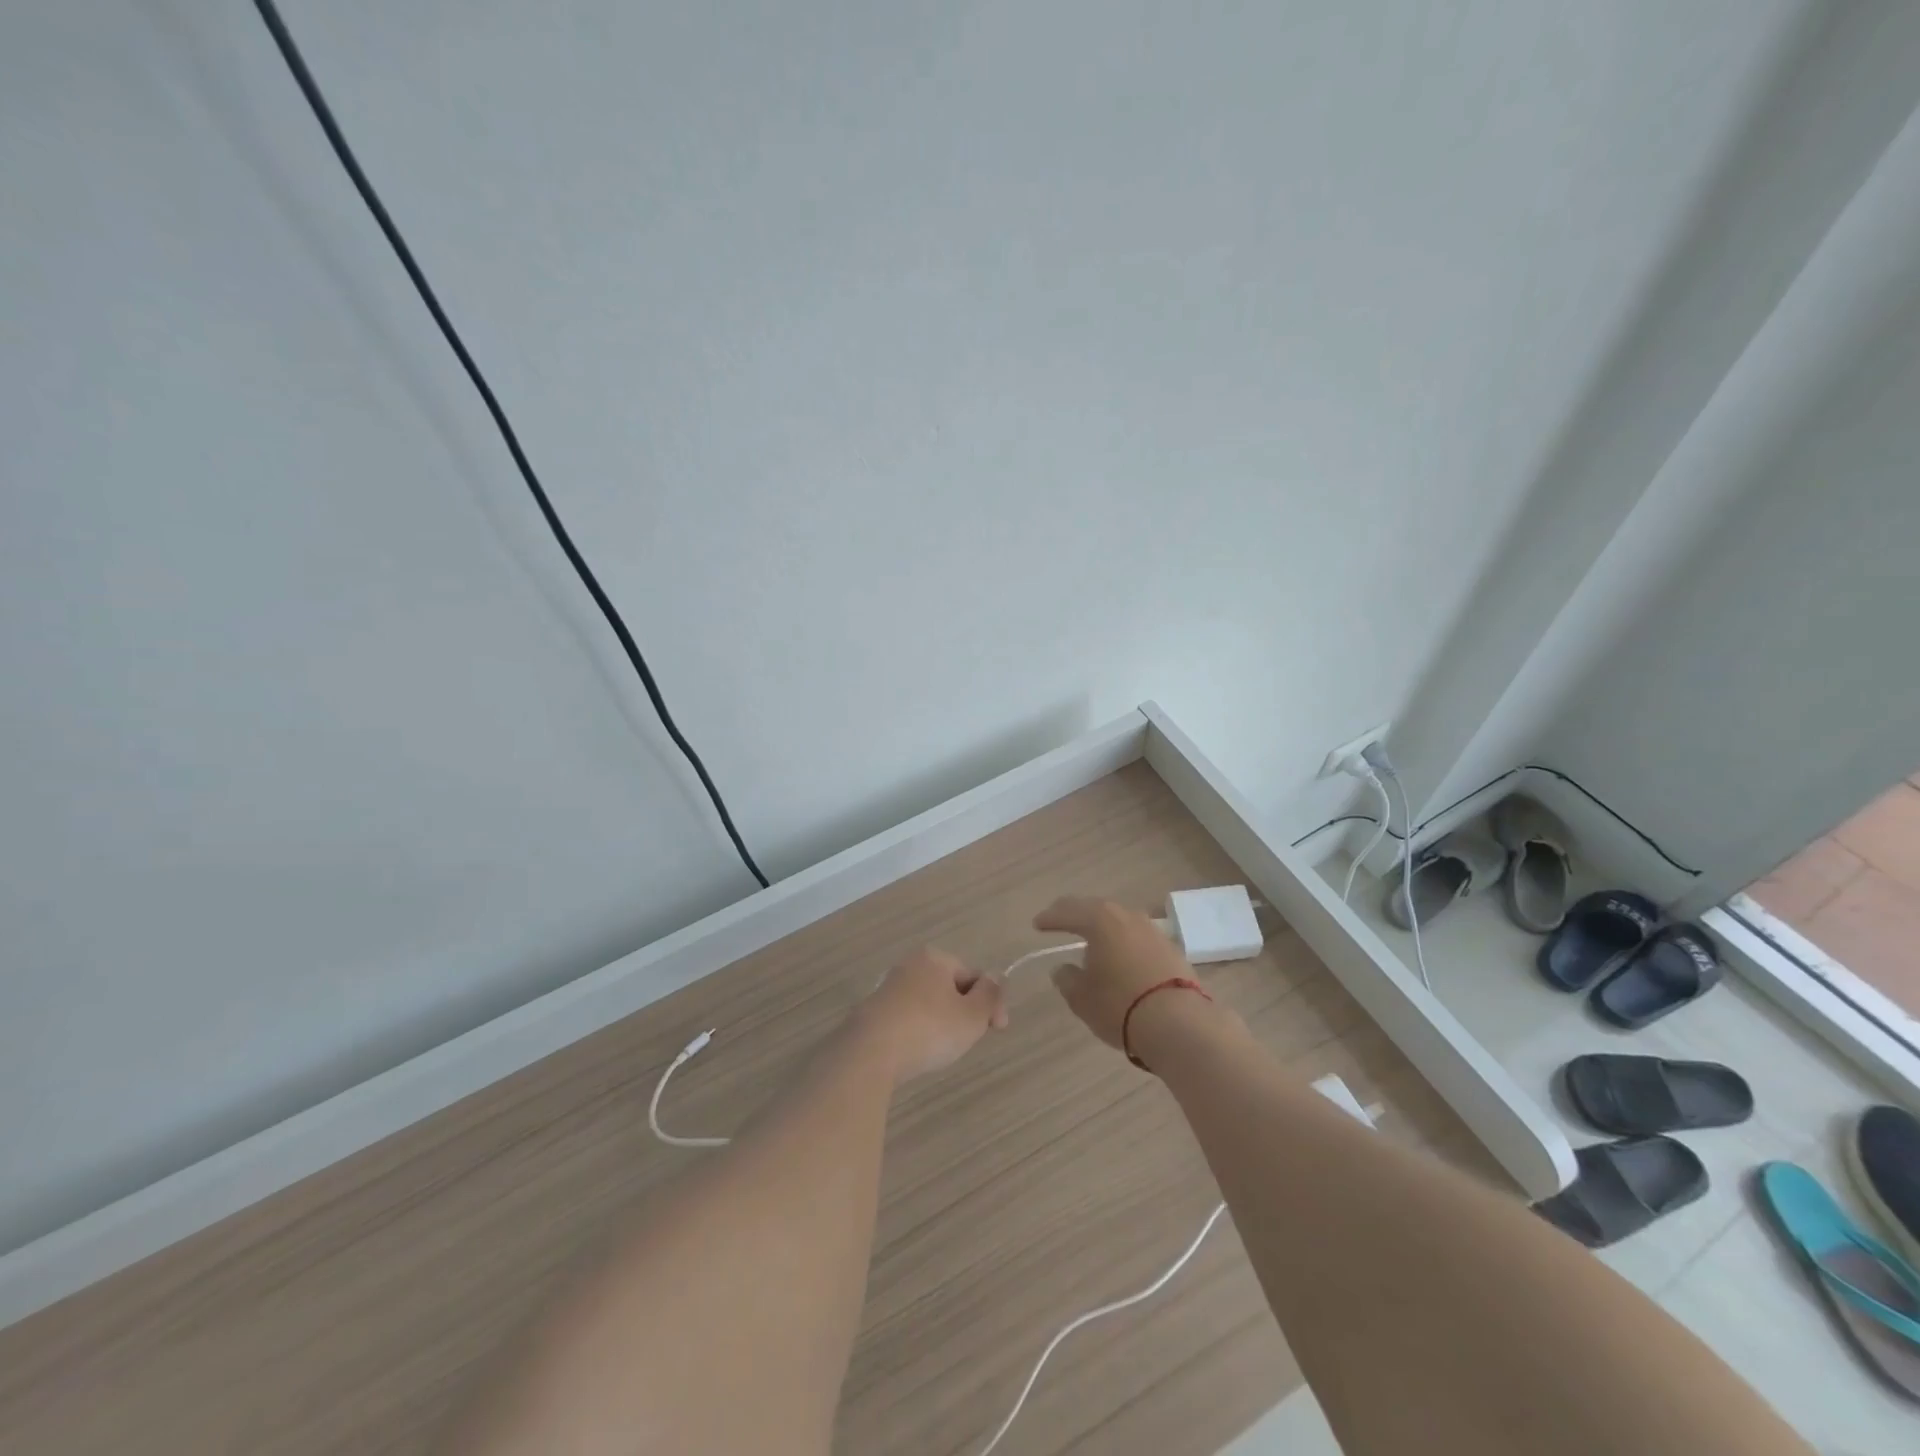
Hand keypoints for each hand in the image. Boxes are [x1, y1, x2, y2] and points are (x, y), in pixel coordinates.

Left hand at [857, 948, 1008, 1082]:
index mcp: (934, 958)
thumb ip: (990, 995)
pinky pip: (908, 1018)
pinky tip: (917, 1052)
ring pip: (929, 1004)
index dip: (990, 1002)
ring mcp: (888, 988)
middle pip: (950, 988)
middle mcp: (909, 965)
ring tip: (942, 1050)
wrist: (870, 1052)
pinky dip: (918, 1032)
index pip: (973, 976)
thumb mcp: (972, 1015)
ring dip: (941, 1023)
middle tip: (969, 1040)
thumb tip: (996, 977)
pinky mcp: (873, 1012)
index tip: (998, 1030)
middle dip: (965, 1013)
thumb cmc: (929, 1029)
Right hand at [1034, 896, 1195, 1050]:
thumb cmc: (1120, 1006)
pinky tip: (1120, 955)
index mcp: (1100, 920)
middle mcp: (1127, 917)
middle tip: (1061, 921)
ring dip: (1103, 927)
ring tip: (1091, 939)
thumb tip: (1063, 968)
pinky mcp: (1171, 949)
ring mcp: (1153, 931)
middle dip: (1076, 914)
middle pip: (1096, 909)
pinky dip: (1124, 942)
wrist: (1179, 1024)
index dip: (1050, 918)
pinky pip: (1138, 938)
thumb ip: (1067, 978)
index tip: (1037, 923)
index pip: (1068, 912)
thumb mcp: (1081, 997)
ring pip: (1120, 921)